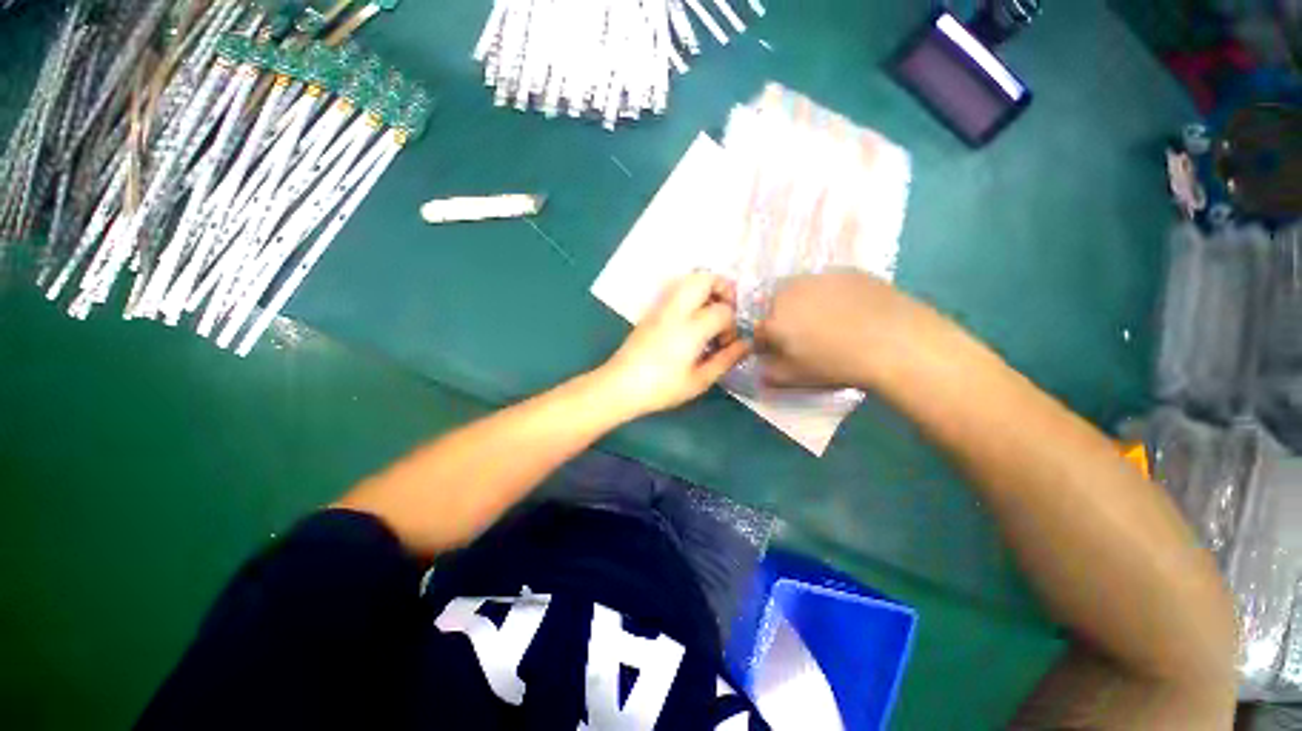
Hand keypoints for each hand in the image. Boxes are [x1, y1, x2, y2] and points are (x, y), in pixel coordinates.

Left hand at [598, 272, 750, 417]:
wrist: (620, 385)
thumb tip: (746, 345)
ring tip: (710, 313)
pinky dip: (690, 295)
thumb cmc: (662, 387)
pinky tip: (691, 319)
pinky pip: (675, 290)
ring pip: (688, 280)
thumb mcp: (699, 381)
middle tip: (727, 310)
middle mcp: (676, 309)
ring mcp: (661, 307)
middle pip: (704, 278)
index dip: (732, 325)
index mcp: (691, 328)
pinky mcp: (651, 311)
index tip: (726, 343)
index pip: (723, 310)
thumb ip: (726, 360)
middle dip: (722, 288)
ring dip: (705, 289)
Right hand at [755, 271, 927, 388]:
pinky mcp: (845, 270)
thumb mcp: (795, 378)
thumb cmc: (837, 364)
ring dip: (803, 303)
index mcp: (773, 318)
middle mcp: (789, 291)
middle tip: (804, 336)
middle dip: (782, 318)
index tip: (780, 352)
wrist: (895, 342)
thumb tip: (761, 366)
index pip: (758, 329)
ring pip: (799, 289)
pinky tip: (849, 310)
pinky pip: (826, 283)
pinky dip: (829, 294)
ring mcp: (818, 277)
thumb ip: (769, 372)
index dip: (767, 343)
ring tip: (828, 321)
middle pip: (775, 304)